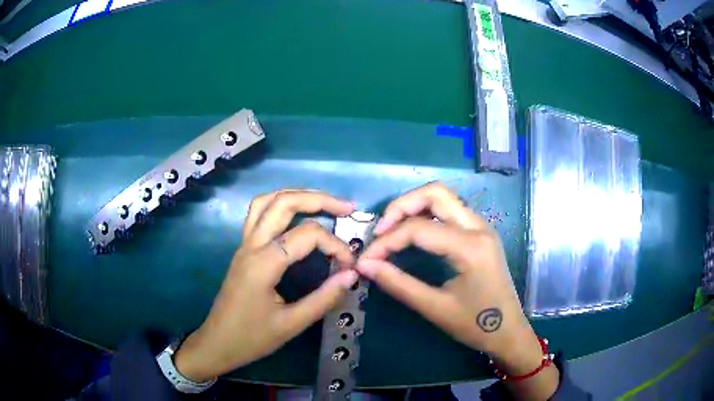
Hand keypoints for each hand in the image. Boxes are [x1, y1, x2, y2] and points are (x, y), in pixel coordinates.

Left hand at [173, 190, 359, 382]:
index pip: (306, 235)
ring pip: (267, 201)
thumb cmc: (252, 338)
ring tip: (323, 202)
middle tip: (347, 208)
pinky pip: (259, 213)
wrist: (217, 343)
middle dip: (319, 199)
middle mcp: (251, 245)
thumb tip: (352, 275)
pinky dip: (280, 204)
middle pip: (284, 202)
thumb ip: (324, 298)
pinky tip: (295, 215)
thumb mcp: (292, 324)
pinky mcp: (243, 249)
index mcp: (264, 263)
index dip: (335, 245)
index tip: (349, 265)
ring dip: (296, 195)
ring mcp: (244, 244)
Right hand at [355, 182, 557, 399]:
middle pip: (435, 193)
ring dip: (414, 206)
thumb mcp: (435, 308)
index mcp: (471, 247)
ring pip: (443, 197)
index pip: (419, 229)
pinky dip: (427, 213)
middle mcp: (479, 227)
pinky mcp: (480, 233)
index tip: (366, 259)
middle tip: (380, 231)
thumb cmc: (475, 325)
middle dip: (401, 206)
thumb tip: (364, 265)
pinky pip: (450, 210)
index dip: (386, 241)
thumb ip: (398, 283)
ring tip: (391, 230)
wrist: (508, 331)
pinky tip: (413, 232)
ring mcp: (482, 227)